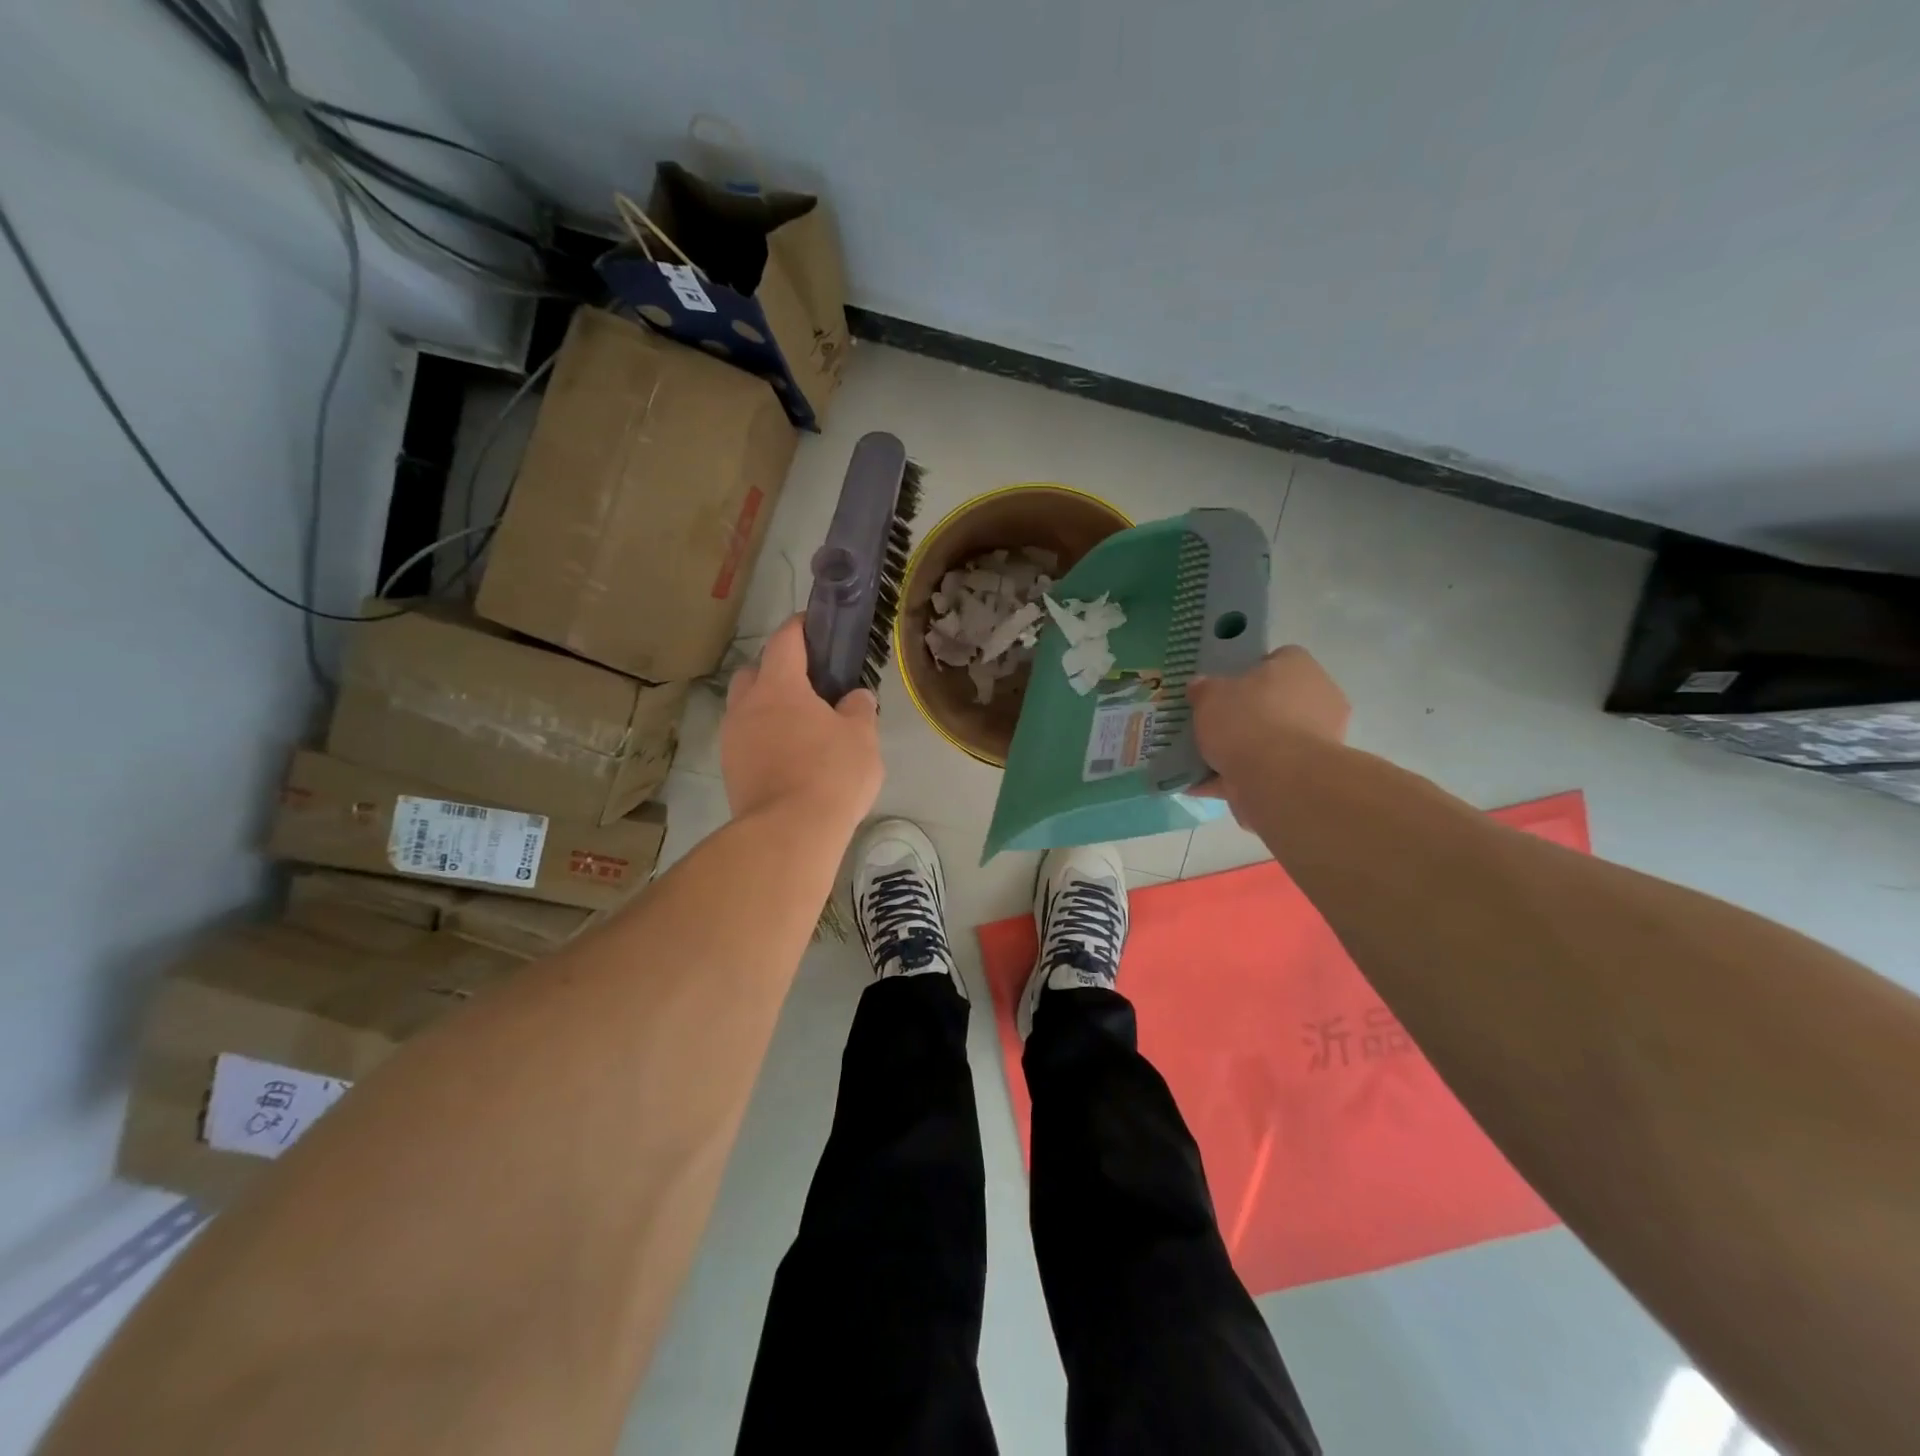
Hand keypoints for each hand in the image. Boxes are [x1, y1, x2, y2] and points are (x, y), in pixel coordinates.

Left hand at [721, 616, 882, 828]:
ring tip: (799, 728)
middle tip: (807, 687)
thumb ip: (859, 710)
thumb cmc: (831, 774)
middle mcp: (747, 706)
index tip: (814, 626)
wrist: (788, 833)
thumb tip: (855, 698)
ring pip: (745, 709)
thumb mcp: (862, 738)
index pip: (784, 641)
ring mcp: (732, 740)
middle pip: (754, 672)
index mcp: (779, 686)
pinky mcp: (730, 771)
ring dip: (767, 709)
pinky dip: (762, 739)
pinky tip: (788, 759)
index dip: (799, 628)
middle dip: (776, 670)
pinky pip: (745, 741)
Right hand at [1188, 646, 1349, 816]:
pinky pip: (1263, 771)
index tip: (1224, 689)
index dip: (1248, 672)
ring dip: (1239, 750)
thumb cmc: (1247, 720)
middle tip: (1212, 724)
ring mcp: (1315, 740)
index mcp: (1299, 668)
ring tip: (1199, 758)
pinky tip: (1201, 784)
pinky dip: (1234, 778)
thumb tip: (1199, 687)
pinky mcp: (1304, 774)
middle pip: (1274, 702)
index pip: (1277, 660)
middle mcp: (1317, 699)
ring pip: (1269, 740)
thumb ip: (1203, 689)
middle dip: (1245, 715)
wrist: (1277, 778)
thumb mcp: (1210, 695)